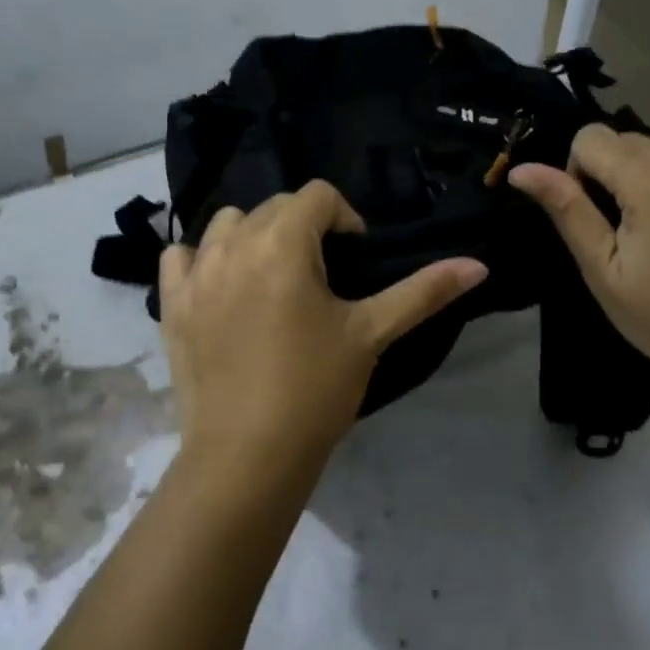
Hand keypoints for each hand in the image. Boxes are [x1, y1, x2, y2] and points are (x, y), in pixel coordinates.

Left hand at [158, 181, 487, 504]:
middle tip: (321, 277)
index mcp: (282, 242)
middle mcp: (232, 244)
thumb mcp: (371, 334)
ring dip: (253, 236)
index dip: (345, 218)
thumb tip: (479, 264)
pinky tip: (222, 286)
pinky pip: (180, 257)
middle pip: (274, 206)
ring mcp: (195, 272)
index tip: (354, 259)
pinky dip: (202, 259)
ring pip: (226, 224)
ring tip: (273, 277)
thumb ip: (423, 291)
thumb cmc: (315, 388)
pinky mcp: (170, 303)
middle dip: (303, 228)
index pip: (318, 195)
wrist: (247, 454)